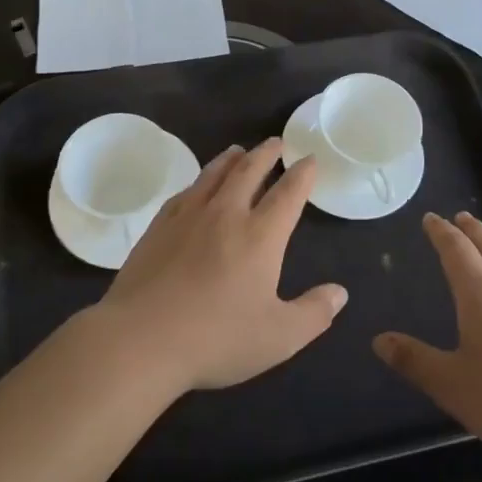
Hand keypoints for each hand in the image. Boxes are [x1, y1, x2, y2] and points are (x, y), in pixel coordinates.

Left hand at [90, 140, 347, 394]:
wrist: (141, 339)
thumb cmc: (216, 339)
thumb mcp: (278, 337)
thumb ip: (314, 313)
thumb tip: (340, 293)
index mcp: (260, 235)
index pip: (288, 193)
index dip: (302, 174)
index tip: (309, 159)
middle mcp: (226, 214)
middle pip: (249, 170)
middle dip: (267, 153)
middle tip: (276, 142)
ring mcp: (189, 216)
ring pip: (214, 174)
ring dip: (231, 158)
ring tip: (239, 150)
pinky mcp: (159, 225)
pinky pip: (185, 191)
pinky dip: (199, 181)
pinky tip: (197, 185)